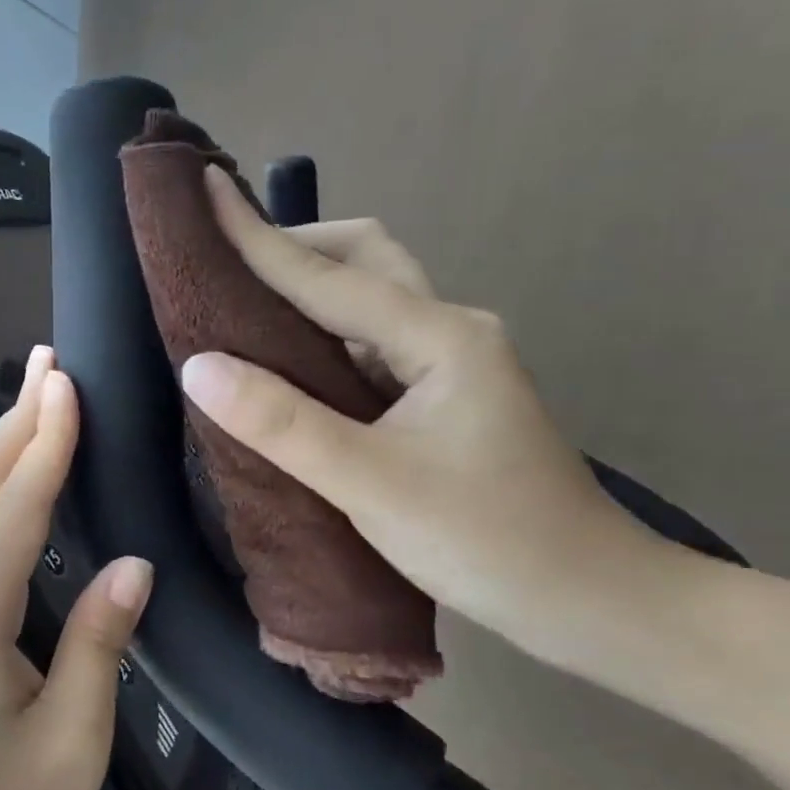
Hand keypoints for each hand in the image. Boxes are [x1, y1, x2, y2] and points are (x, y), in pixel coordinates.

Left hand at [0, 347, 153, 789]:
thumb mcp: (69, 743)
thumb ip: (98, 643)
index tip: (64, 380)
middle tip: (47, 361)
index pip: (14, 508)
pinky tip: (19, 476)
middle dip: (13, 418)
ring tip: (37, 398)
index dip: (44, 441)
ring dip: (1, 444)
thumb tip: (134, 562)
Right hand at [180, 167, 662, 664]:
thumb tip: (198, 366)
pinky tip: (285, 360)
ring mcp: (447, 361)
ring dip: (306, 288)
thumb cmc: (488, 541)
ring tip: (240, 304)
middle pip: (361, 257)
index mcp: (439, 335)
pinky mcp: (439, 394)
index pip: (326, 275)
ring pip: (366, 297)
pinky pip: (366, 341)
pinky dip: (319, 334)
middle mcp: (446, 329)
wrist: (591, 601)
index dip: (256, 235)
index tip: (203, 188)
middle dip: (291, 247)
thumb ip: (282, 423)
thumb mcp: (372, 485)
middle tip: (223, 264)